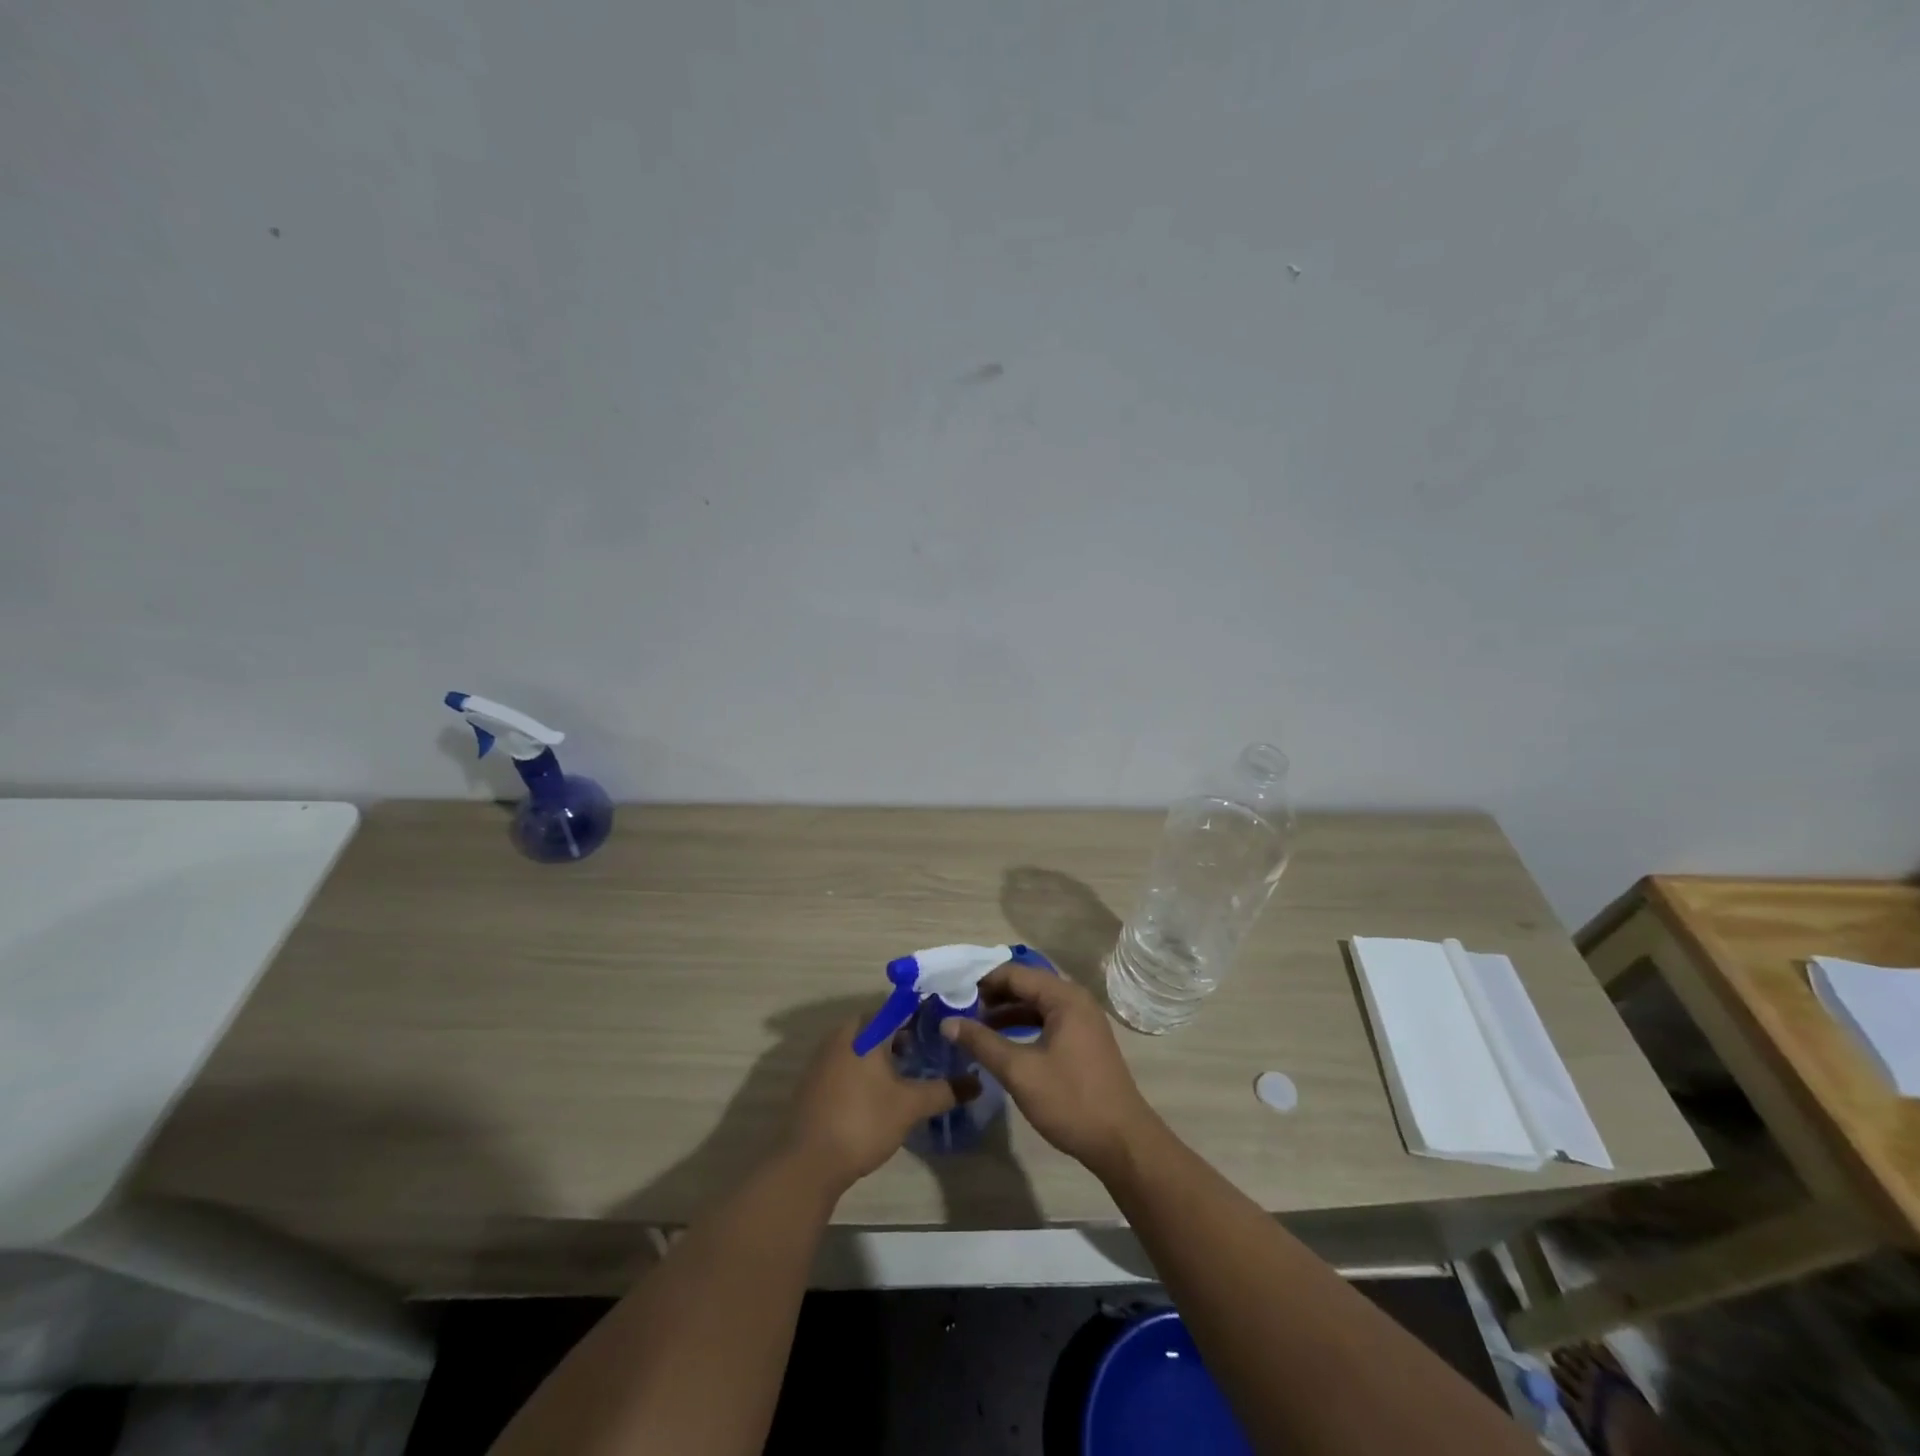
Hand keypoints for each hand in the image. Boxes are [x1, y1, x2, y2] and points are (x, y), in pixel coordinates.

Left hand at [782, 1013, 972, 1194]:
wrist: (807, 1163)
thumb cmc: (862, 1122)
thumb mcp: (910, 1106)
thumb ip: (944, 1090)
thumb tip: (977, 1082)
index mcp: (865, 1029)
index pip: (901, 1005)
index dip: (926, 1011)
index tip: (948, 1022)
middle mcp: (843, 1033)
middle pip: (883, 1024)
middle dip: (909, 1034)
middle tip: (936, 1050)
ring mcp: (825, 1055)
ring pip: (865, 1043)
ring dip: (889, 1053)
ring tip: (915, 1071)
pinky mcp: (816, 1079)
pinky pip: (850, 1060)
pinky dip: (870, 1067)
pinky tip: (885, 1090)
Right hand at [944, 964, 1161, 1180]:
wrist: (1122, 1143)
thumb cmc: (1070, 1100)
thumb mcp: (1019, 1071)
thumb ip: (982, 1042)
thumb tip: (947, 1022)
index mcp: (1064, 997)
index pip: (1015, 974)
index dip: (982, 981)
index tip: (952, 992)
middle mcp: (1075, 1000)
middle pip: (1026, 986)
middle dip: (992, 996)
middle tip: (959, 1009)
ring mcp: (1083, 1021)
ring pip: (1036, 1005)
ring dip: (1006, 1013)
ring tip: (974, 1027)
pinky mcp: (1084, 1042)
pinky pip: (1047, 1021)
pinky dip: (1023, 1026)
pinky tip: (1003, 1043)